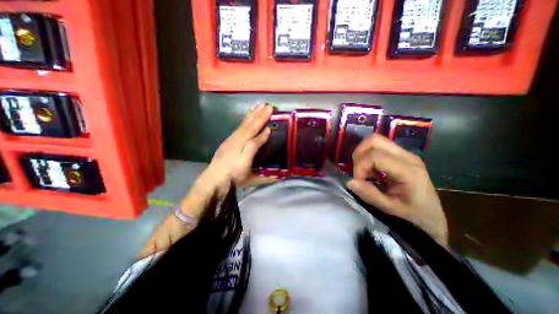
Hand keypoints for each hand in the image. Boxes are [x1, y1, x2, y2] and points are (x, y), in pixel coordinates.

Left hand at [193, 102, 273, 200]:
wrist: (213, 180)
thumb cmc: (233, 177)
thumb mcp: (247, 169)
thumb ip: (255, 149)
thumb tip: (265, 136)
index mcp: (241, 148)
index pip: (255, 138)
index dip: (263, 134)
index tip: (272, 127)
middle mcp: (236, 140)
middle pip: (249, 126)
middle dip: (259, 116)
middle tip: (268, 106)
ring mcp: (231, 139)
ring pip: (243, 124)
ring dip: (253, 114)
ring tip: (259, 105)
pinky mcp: (228, 140)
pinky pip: (239, 126)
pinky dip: (245, 119)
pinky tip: (248, 117)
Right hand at [348, 134, 448, 248]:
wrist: (432, 219)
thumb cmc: (414, 217)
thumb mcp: (390, 209)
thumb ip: (370, 195)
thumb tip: (350, 182)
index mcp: (408, 170)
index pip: (374, 156)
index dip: (360, 167)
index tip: (357, 182)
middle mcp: (407, 156)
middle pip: (374, 140)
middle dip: (359, 154)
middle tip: (357, 172)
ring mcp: (405, 154)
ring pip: (374, 141)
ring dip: (362, 154)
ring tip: (364, 172)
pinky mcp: (400, 156)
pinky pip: (378, 147)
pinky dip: (367, 156)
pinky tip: (371, 171)